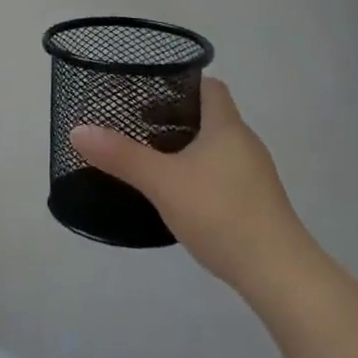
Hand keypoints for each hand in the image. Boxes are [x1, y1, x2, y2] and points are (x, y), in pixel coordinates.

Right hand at [70, 77, 319, 302]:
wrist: (280, 274)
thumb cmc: (221, 213)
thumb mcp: (162, 182)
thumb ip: (121, 155)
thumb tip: (77, 130)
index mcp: (226, 127)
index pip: (209, 87)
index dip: (181, 82)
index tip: (149, 90)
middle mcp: (244, 143)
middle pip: (209, 116)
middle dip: (174, 117)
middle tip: (138, 125)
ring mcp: (254, 175)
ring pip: (215, 147)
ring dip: (185, 147)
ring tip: (151, 158)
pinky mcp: (257, 203)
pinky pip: (222, 173)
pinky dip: (198, 173)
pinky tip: (178, 194)